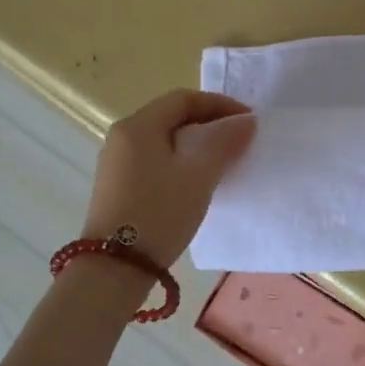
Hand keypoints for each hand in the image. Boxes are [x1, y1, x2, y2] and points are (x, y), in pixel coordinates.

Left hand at [81, 90, 256, 266]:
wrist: (116, 267)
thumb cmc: (160, 212)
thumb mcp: (200, 174)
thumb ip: (224, 141)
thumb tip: (245, 120)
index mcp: (138, 125)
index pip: (184, 99)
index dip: (220, 105)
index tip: (249, 121)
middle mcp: (122, 137)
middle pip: (172, 117)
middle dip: (209, 124)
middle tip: (239, 140)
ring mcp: (117, 163)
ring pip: (164, 141)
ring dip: (196, 145)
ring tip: (224, 162)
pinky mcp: (118, 187)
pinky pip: (155, 161)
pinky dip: (180, 163)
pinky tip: (196, 183)